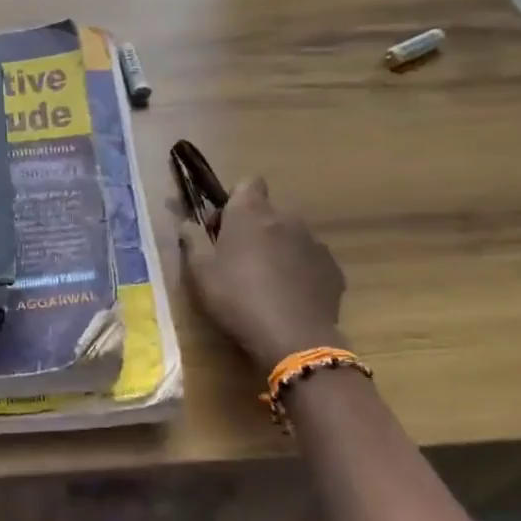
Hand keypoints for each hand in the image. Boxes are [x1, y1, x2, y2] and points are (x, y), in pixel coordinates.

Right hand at [178, 176, 347, 370]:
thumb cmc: (237, 298)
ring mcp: (314, 242)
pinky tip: (289, 298)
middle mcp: (286, 218)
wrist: (294, 338)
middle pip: (268, 212)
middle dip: (254, 229)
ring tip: (266, 284)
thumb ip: (192, 239)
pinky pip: (310, 260)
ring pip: (290, 236)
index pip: (247, 183)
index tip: (222, 228)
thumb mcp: (200, 272)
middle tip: (237, 261)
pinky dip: (299, 271)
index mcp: (250, 213)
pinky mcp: (333, 268)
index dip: (234, 201)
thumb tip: (188, 222)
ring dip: (277, 250)